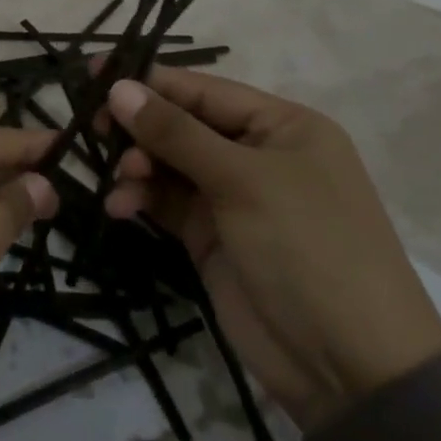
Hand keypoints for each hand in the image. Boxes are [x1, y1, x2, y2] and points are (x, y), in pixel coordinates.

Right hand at [105, 68, 440, 433]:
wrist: (348, 366)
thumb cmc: (307, 247)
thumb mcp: (244, 181)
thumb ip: (176, 133)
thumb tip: (119, 87)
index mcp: (282, 127)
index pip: (204, 90)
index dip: (149, 81)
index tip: (92, 73)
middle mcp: (256, 154)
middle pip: (182, 125)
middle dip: (139, 127)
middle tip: (94, 129)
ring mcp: (233, 197)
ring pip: (168, 164)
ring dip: (137, 167)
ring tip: (119, 181)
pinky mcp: (211, 236)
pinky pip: (166, 202)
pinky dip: (141, 199)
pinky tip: (119, 207)